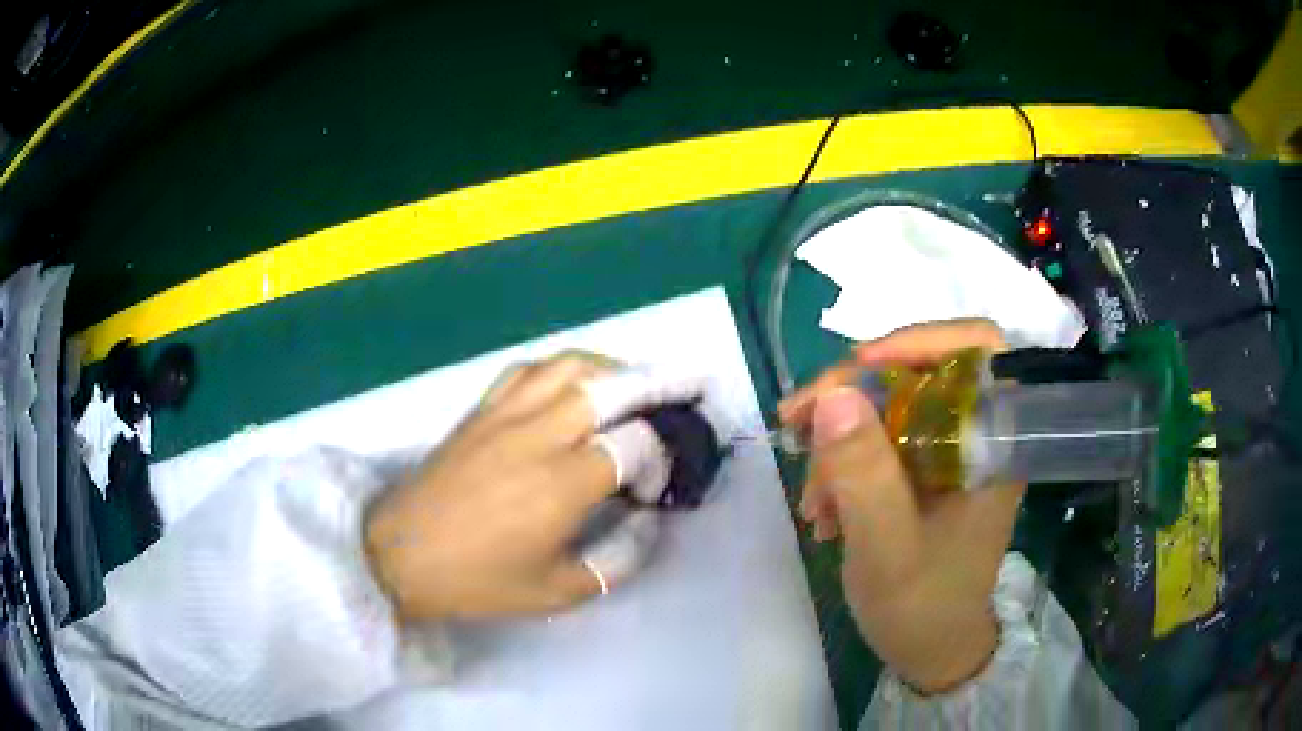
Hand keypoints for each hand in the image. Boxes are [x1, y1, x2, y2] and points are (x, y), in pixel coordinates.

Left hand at [364, 353, 700, 621]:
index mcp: (562, 485)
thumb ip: (618, 559)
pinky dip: (564, 366)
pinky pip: (528, 369)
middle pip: (613, 387)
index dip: (660, 458)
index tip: (655, 487)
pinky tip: (575, 381)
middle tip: (695, 382)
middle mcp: (539, 437)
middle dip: (663, 381)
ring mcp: (506, 415)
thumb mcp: (557, 592)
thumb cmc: (478, 580)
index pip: (635, 444)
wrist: (400, 555)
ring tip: (641, 379)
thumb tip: (649, 521)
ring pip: (572, 367)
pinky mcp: (480, 410)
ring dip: (615, 366)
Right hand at [779, 319, 1023, 693]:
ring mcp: (950, 450)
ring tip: (812, 499)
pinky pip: (879, 438)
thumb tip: (833, 396)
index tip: (856, 366)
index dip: (920, 338)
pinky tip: (824, 507)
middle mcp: (977, 433)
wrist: (931, 649)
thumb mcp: (888, 549)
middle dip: (853, 394)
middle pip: (919, 370)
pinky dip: (843, 463)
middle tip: (796, 422)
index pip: (979, 347)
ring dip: (839, 439)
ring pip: (890, 404)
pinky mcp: (926, 468)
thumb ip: (866, 476)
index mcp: (995, 442)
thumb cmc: (923, 607)